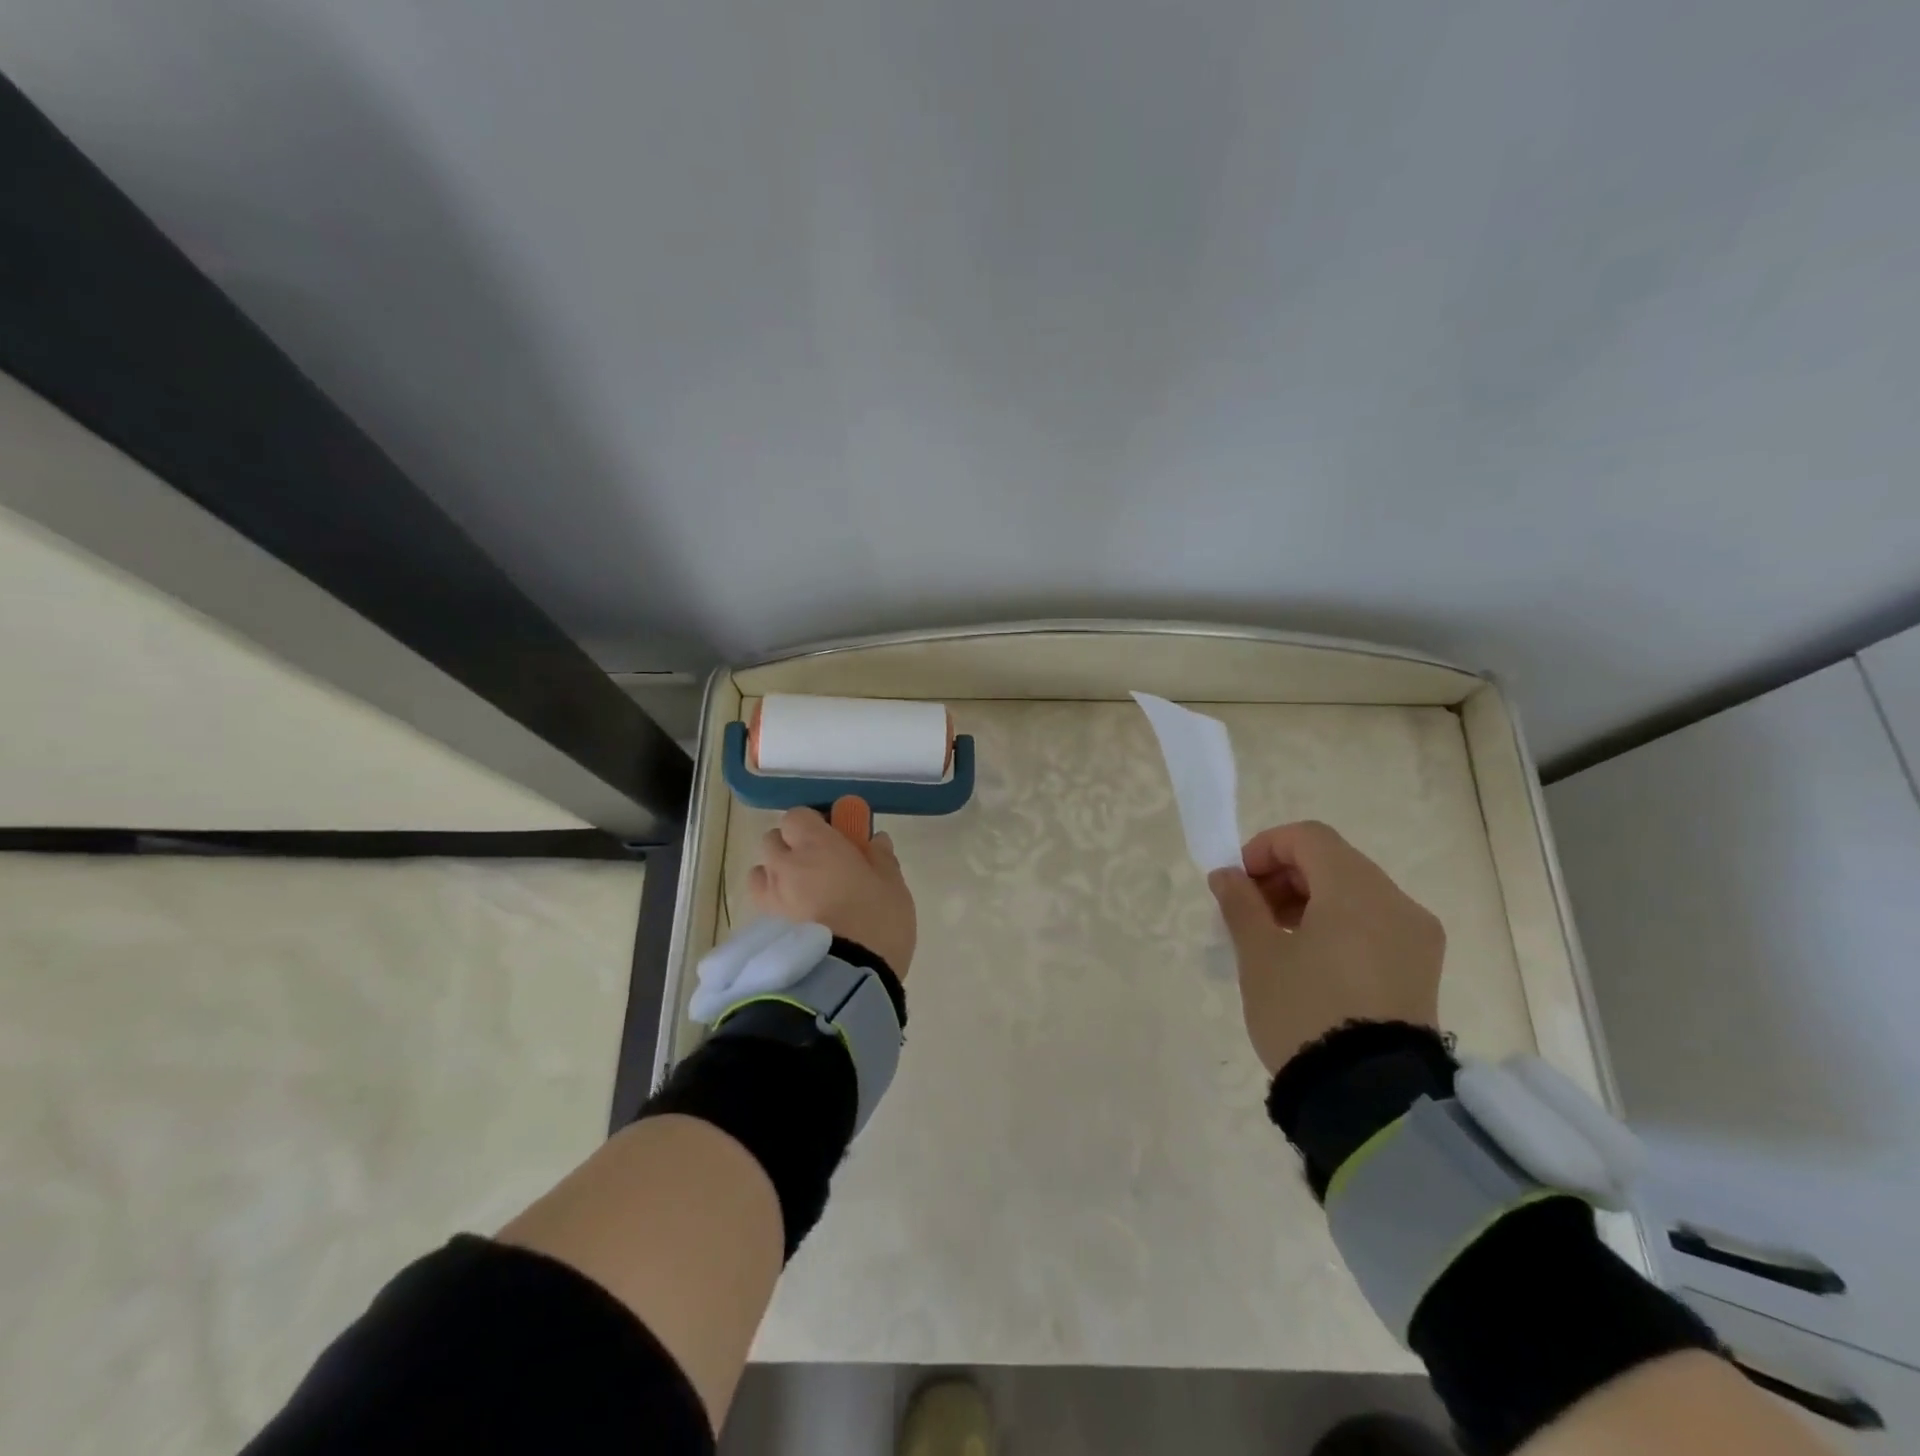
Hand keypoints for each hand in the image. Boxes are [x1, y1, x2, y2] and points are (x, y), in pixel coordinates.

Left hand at [748, 807, 916, 976]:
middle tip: (817, 864)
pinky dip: (775, 908)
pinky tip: (797, 924)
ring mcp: (769, 899)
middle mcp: (784, 866)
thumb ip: (881, 858)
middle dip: (790, 846)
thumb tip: (876, 840)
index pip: (797, 816)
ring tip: (801, 896)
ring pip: (761, 875)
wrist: (846, 978)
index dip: (811, 824)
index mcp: (815, 845)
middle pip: (772, 841)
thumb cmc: (875, 920)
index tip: (832, 835)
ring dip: (776, 877)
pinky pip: (763, 908)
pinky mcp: (764, 931)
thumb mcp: (893, 885)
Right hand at [1208, 820, 1443, 1073]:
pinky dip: (1338, 925)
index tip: (1238, 882)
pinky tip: (1311, 961)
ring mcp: (1416, 937)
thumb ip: (1240, 903)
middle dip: (1285, 876)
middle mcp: (1396, 902)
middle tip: (1250, 912)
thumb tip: (1227, 875)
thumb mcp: (1259, 954)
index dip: (1265, 848)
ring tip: (1277, 940)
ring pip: (1354, 893)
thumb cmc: (1304, 1011)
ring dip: (1310, 901)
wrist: (1370, 1097)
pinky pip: (1374, 924)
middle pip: (1333, 862)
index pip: (1308, 838)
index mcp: (1356, 890)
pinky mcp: (1421, 968)